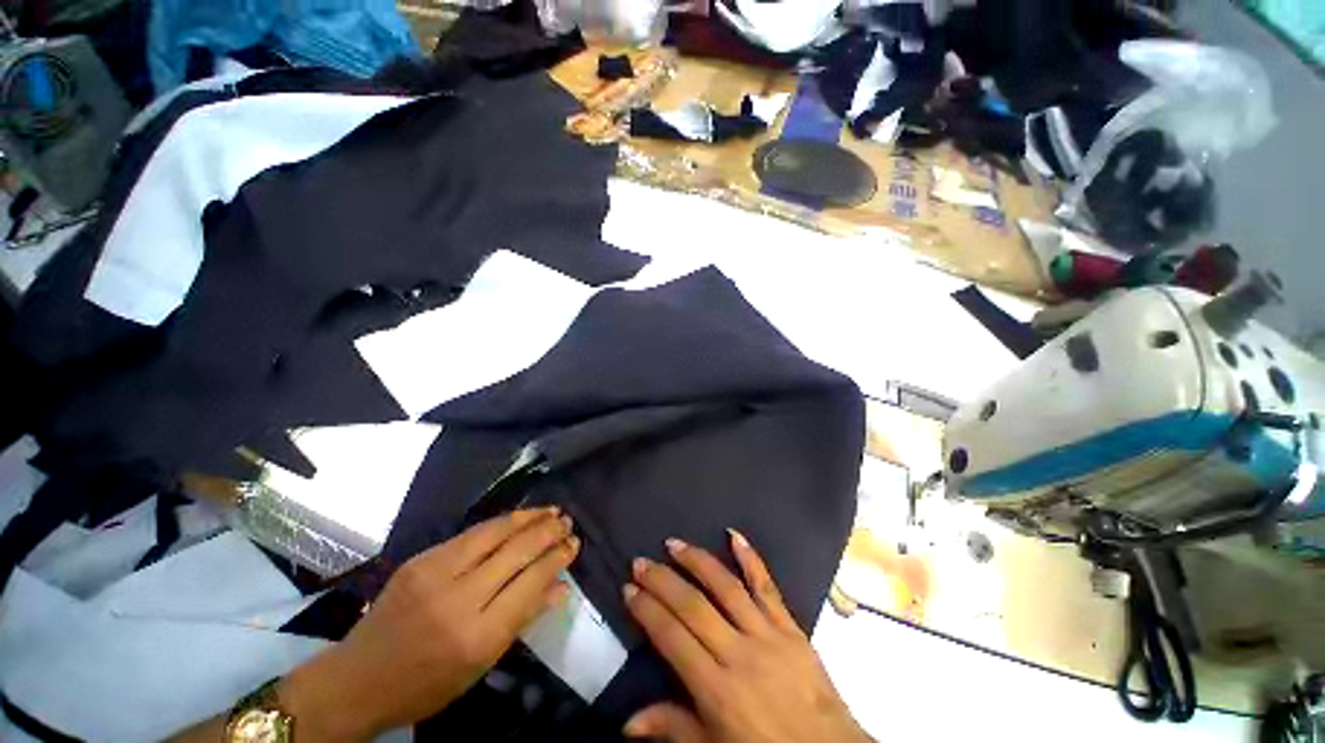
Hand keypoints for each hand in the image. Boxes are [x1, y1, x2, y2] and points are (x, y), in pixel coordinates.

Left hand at [280, 507, 579, 739]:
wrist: (356, 680)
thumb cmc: (425, 684)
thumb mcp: (480, 666)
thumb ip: (523, 620)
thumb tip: (561, 586)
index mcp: (476, 636)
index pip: (530, 583)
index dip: (556, 559)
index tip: (574, 545)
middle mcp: (458, 598)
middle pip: (516, 552)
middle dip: (548, 532)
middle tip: (568, 522)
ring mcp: (435, 573)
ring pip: (495, 532)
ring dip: (528, 518)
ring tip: (551, 510)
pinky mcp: (421, 559)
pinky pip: (471, 533)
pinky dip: (501, 523)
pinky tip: (517, 518)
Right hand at [622, 531, 869, 742]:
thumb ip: (674, 728)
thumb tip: (628, 722)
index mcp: (717, 689)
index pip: (672, 638)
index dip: (647, 610)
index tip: (629, 589)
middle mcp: (738, 653)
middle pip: (693, 606)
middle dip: (662, 581)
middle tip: (641, 561)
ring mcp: (767, 634)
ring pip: (726, 587)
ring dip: (697, 561)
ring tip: (674, 544)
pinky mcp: (789, 626)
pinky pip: (767, 586)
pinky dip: (751, 558)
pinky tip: (734, 534)